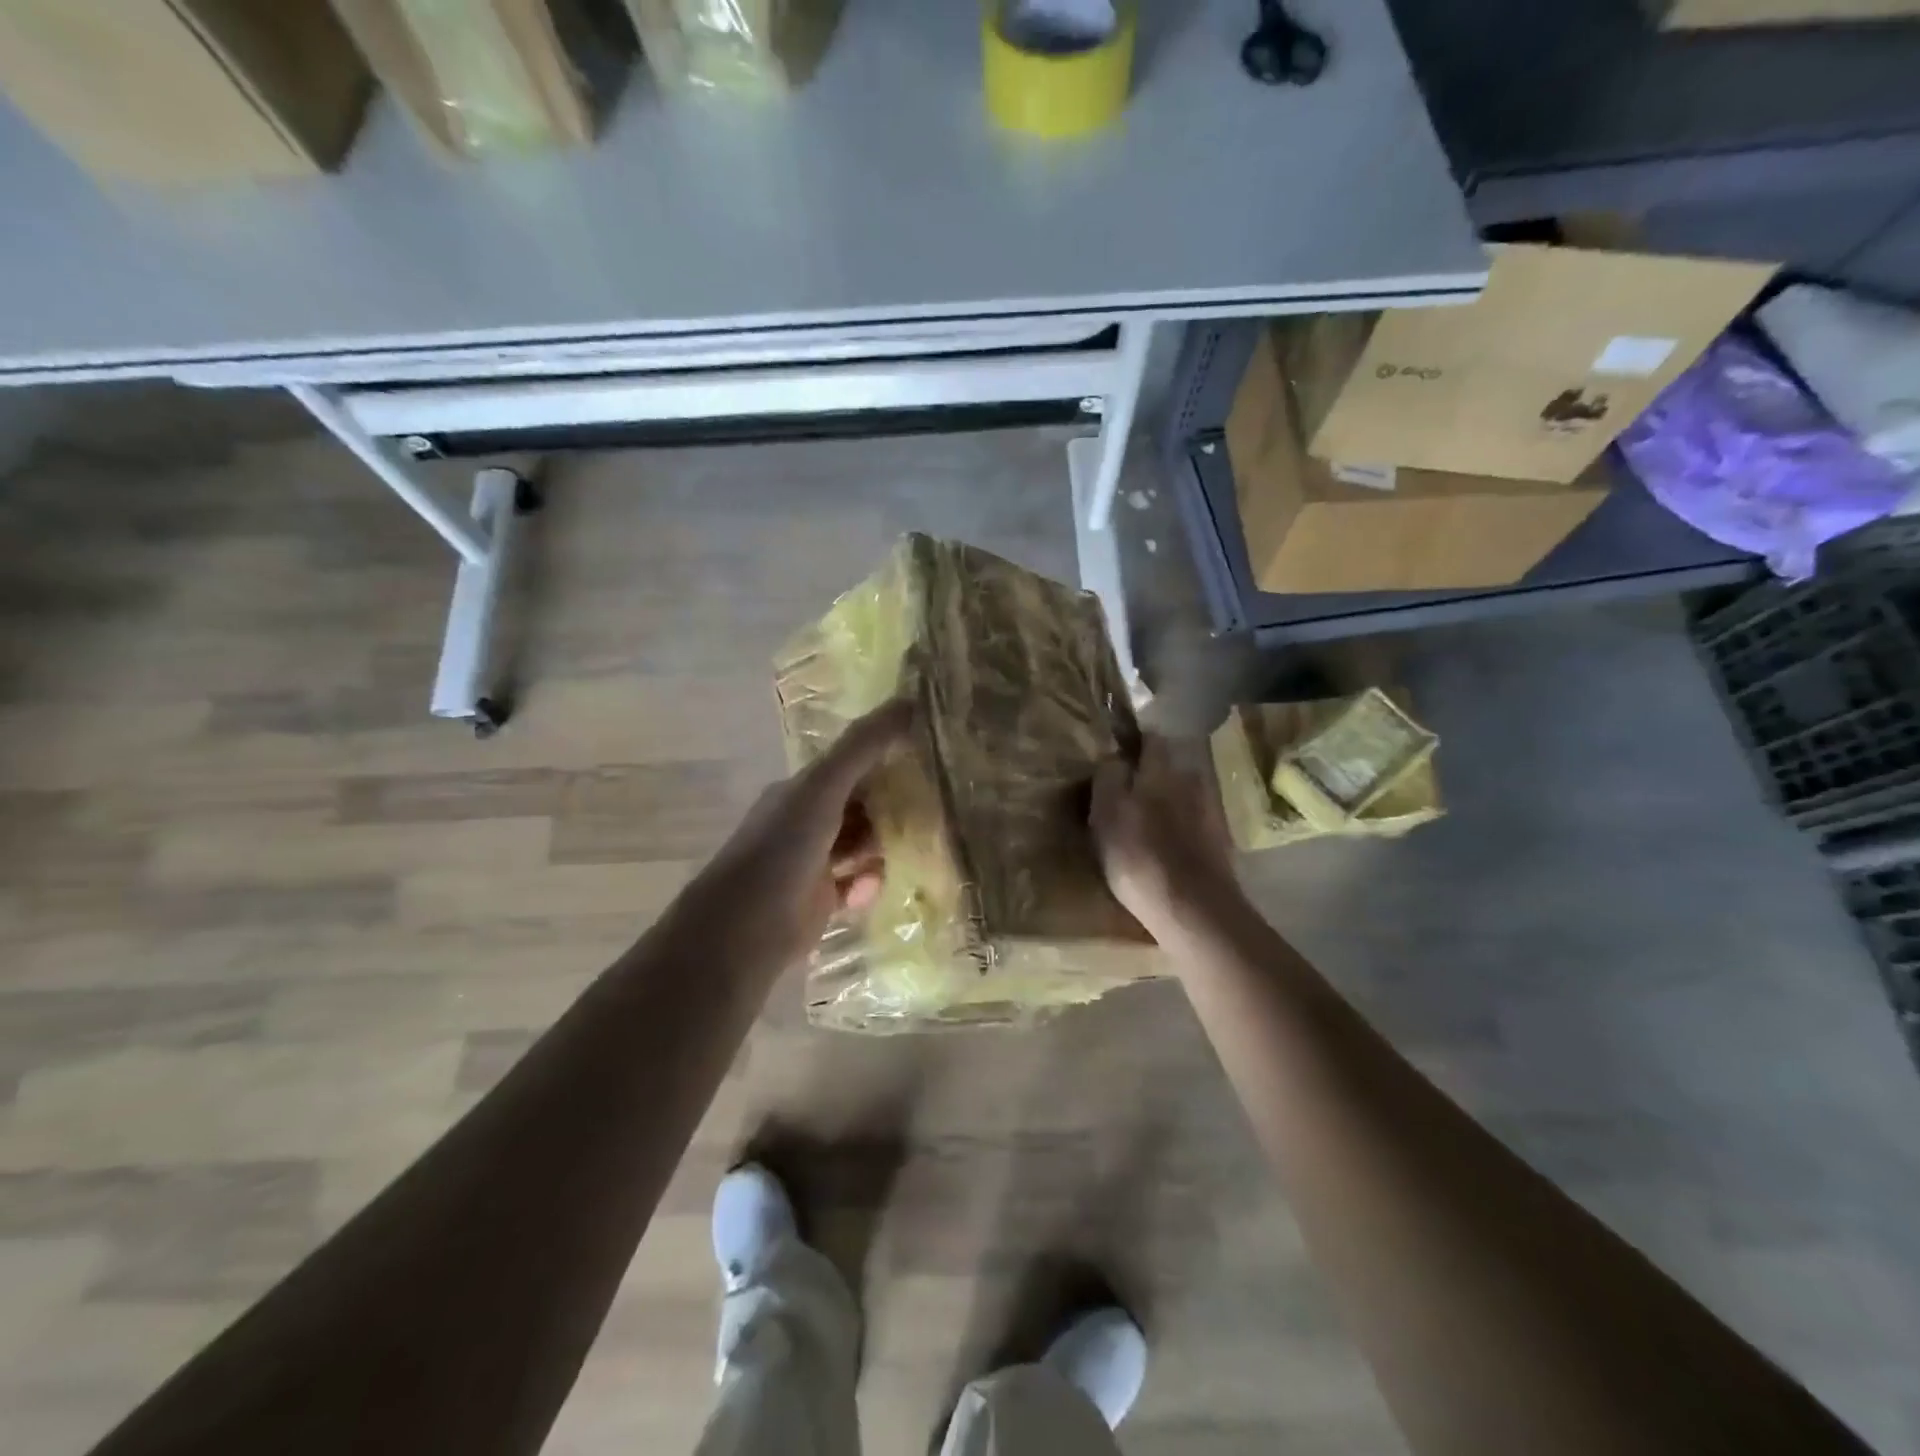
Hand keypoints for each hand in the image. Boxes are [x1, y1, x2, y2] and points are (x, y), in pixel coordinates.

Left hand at [687, 699, 914, 968]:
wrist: (745, 928)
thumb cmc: (782, 848)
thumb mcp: (823, 787)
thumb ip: (863, 746)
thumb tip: (908, 700)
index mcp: (802, 790)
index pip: (850, 765)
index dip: (885, 758)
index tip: (926, 758)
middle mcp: (806, 821)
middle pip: (860, 806)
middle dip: (892, 806)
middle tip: (934, 806)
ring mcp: (812, 862)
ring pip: (861, 845)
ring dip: (884, 846)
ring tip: (918, 846)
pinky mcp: (821, 900)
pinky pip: (856, 884)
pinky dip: (868, 883)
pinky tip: (872, 887)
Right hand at [1091, 733, 1239, 938]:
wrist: (1194, 910)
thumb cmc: (1139, 856)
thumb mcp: (1106, 813)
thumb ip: (1109, 777)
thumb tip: (1114, 756)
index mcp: (1161, 770)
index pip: (1151, 739)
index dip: (1135, 741)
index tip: (1118, 750)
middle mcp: (1191, 781)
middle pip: (1170, 766)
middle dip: (1151, 773)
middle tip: (1127, 790)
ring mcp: (1210, 812)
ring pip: (1183, 795)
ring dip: (1167, 801)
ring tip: (1146, 822)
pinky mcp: (1219, 843)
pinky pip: (1194, 823)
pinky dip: (1181, 827)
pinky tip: (1167, 846)